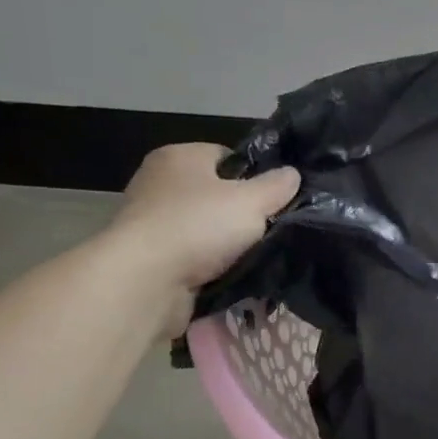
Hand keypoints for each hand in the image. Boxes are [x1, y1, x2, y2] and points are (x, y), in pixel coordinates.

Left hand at [108, 143, 299, 300]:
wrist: (145, 281)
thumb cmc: (197, 226)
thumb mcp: (251, 201)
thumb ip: (276, 187)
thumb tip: (292, 175)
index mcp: (179, 157)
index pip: (226, 157)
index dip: (254, 176)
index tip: (275, 200)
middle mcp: (159, 183)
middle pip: (215, 195)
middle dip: (241, 214)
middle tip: (270, 230)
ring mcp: (151, 222)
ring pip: (205, 229)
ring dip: (227, 245)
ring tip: (256, 257)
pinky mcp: (150, 258)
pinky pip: (192, 257)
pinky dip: (210, 266)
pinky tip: (231, 276)